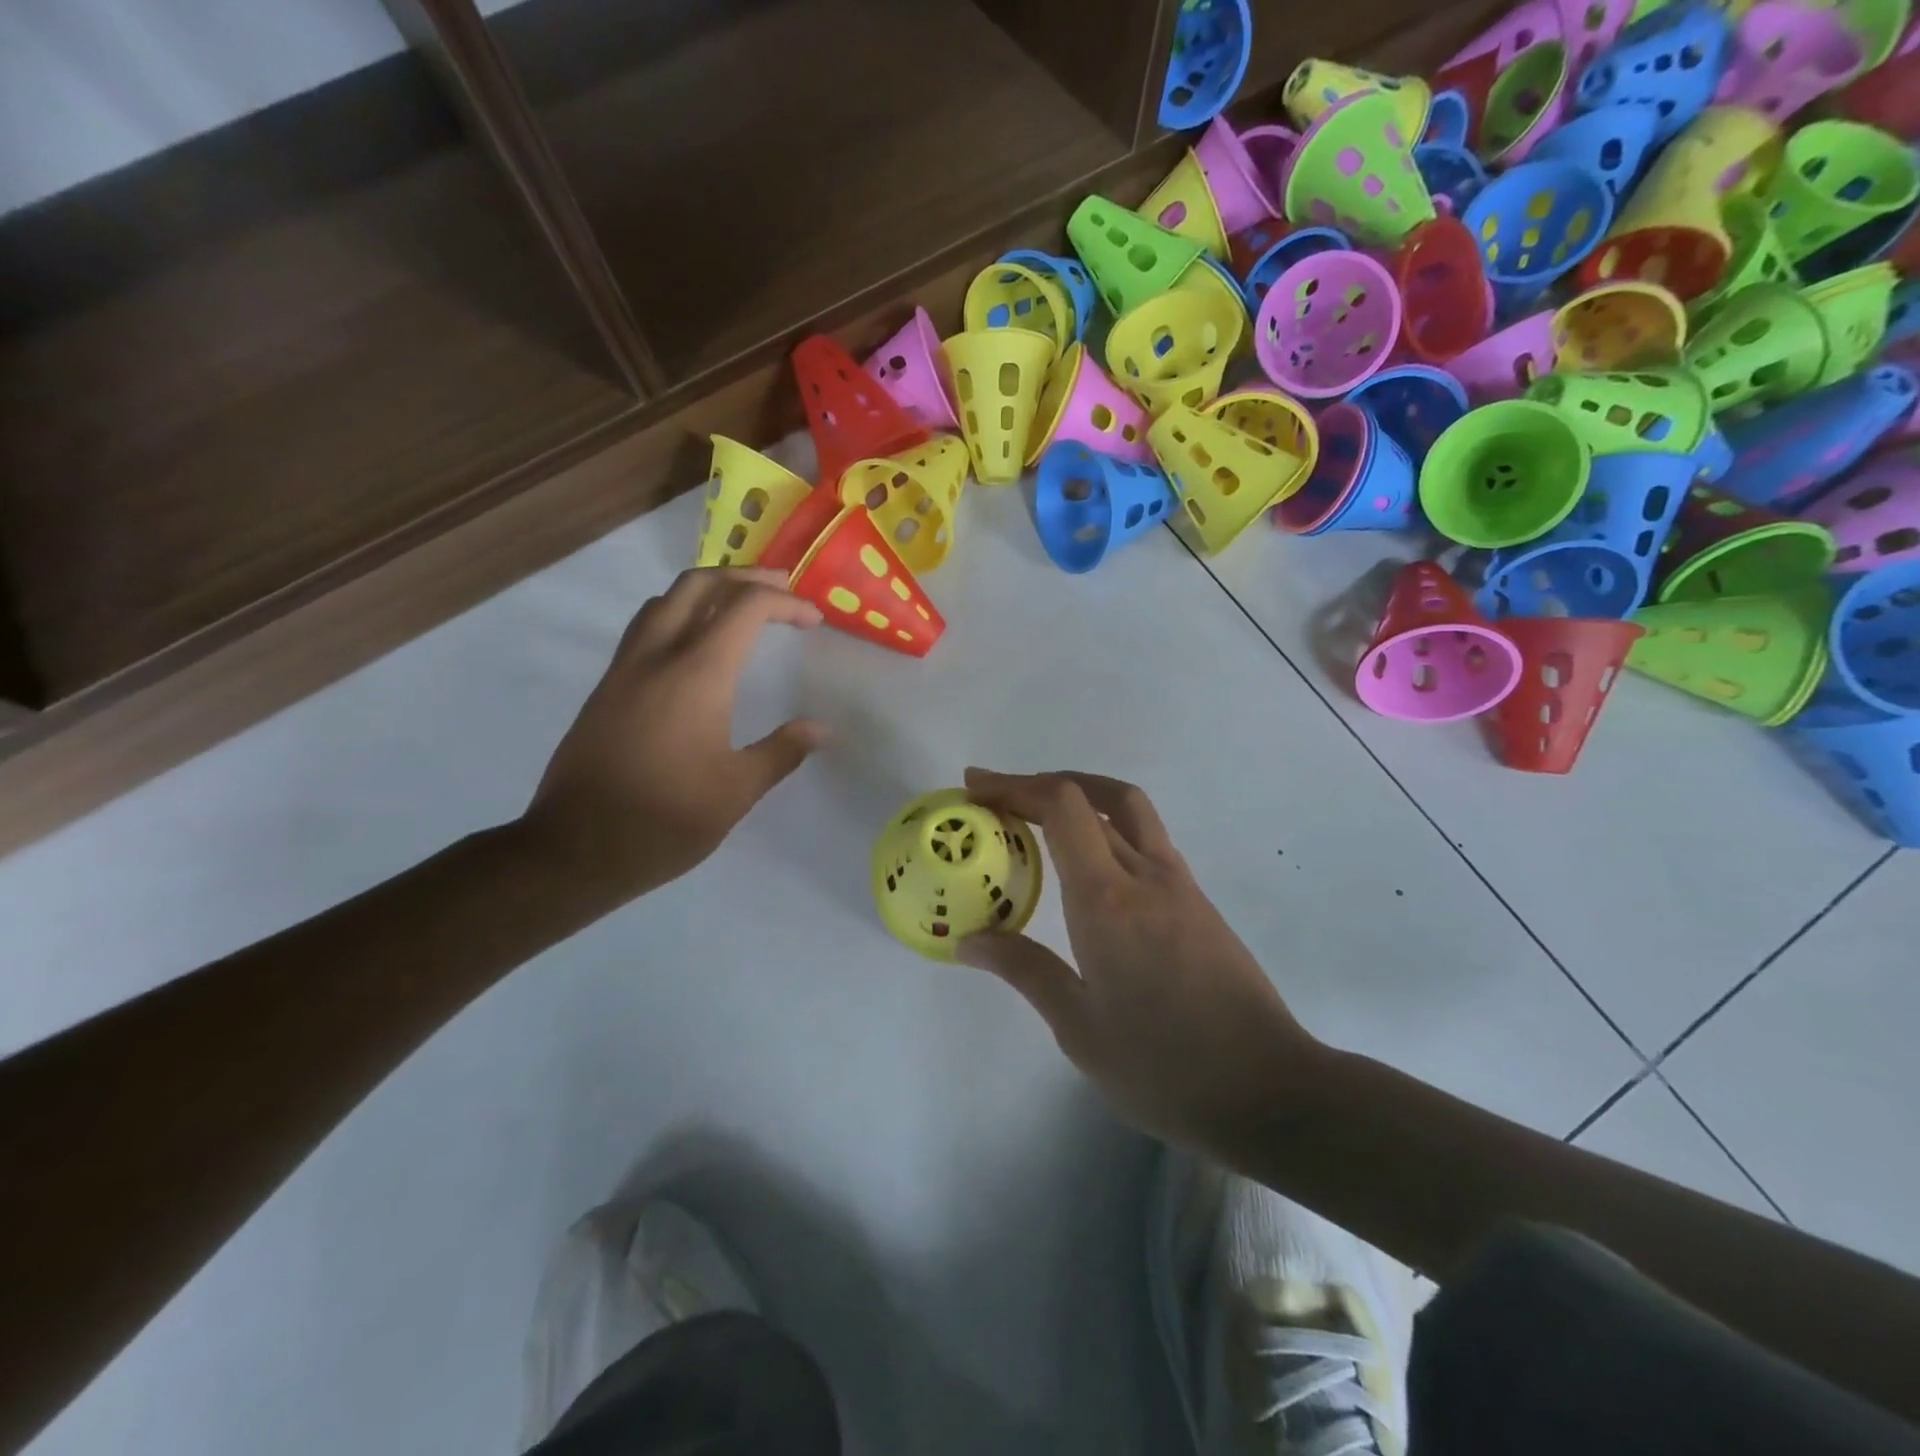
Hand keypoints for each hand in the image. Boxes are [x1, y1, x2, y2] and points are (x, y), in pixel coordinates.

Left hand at [521, 568, 825, 903]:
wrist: (574, 849)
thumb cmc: (666, 820)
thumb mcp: (737, 790)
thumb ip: (782, 751)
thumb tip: (822, 729)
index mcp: (697, 674)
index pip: (746, 609)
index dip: (786, 604)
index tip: (813, 620)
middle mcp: (657, 657)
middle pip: (698, 585)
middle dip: (743, 578)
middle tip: (779, 590)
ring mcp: (624, 670)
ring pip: (663, 601)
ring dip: (705, 591)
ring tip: (738, 608)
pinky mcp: (605, 690)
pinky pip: (644, 629)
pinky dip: (678, 616)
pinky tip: (695, 648)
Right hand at [958, 769, 1322, 1158]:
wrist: (1270, 1091)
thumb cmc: (1165, 1068)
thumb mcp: (1079, 1029)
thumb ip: (1024, 970)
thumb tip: (970, 940)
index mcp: (1107, 900)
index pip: (1063, 807)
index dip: (1015, 786)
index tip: (976, 788)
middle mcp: (1146, 875)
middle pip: (1095, 795)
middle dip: (1041, 784)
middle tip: (999, 798)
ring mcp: (1179, 885)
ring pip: (1129, 810)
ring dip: (1080, 797)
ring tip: (1038, 817)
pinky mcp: (1198, 903)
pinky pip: (1146, 840)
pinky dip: (1106, 828)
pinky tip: (1088, 866)